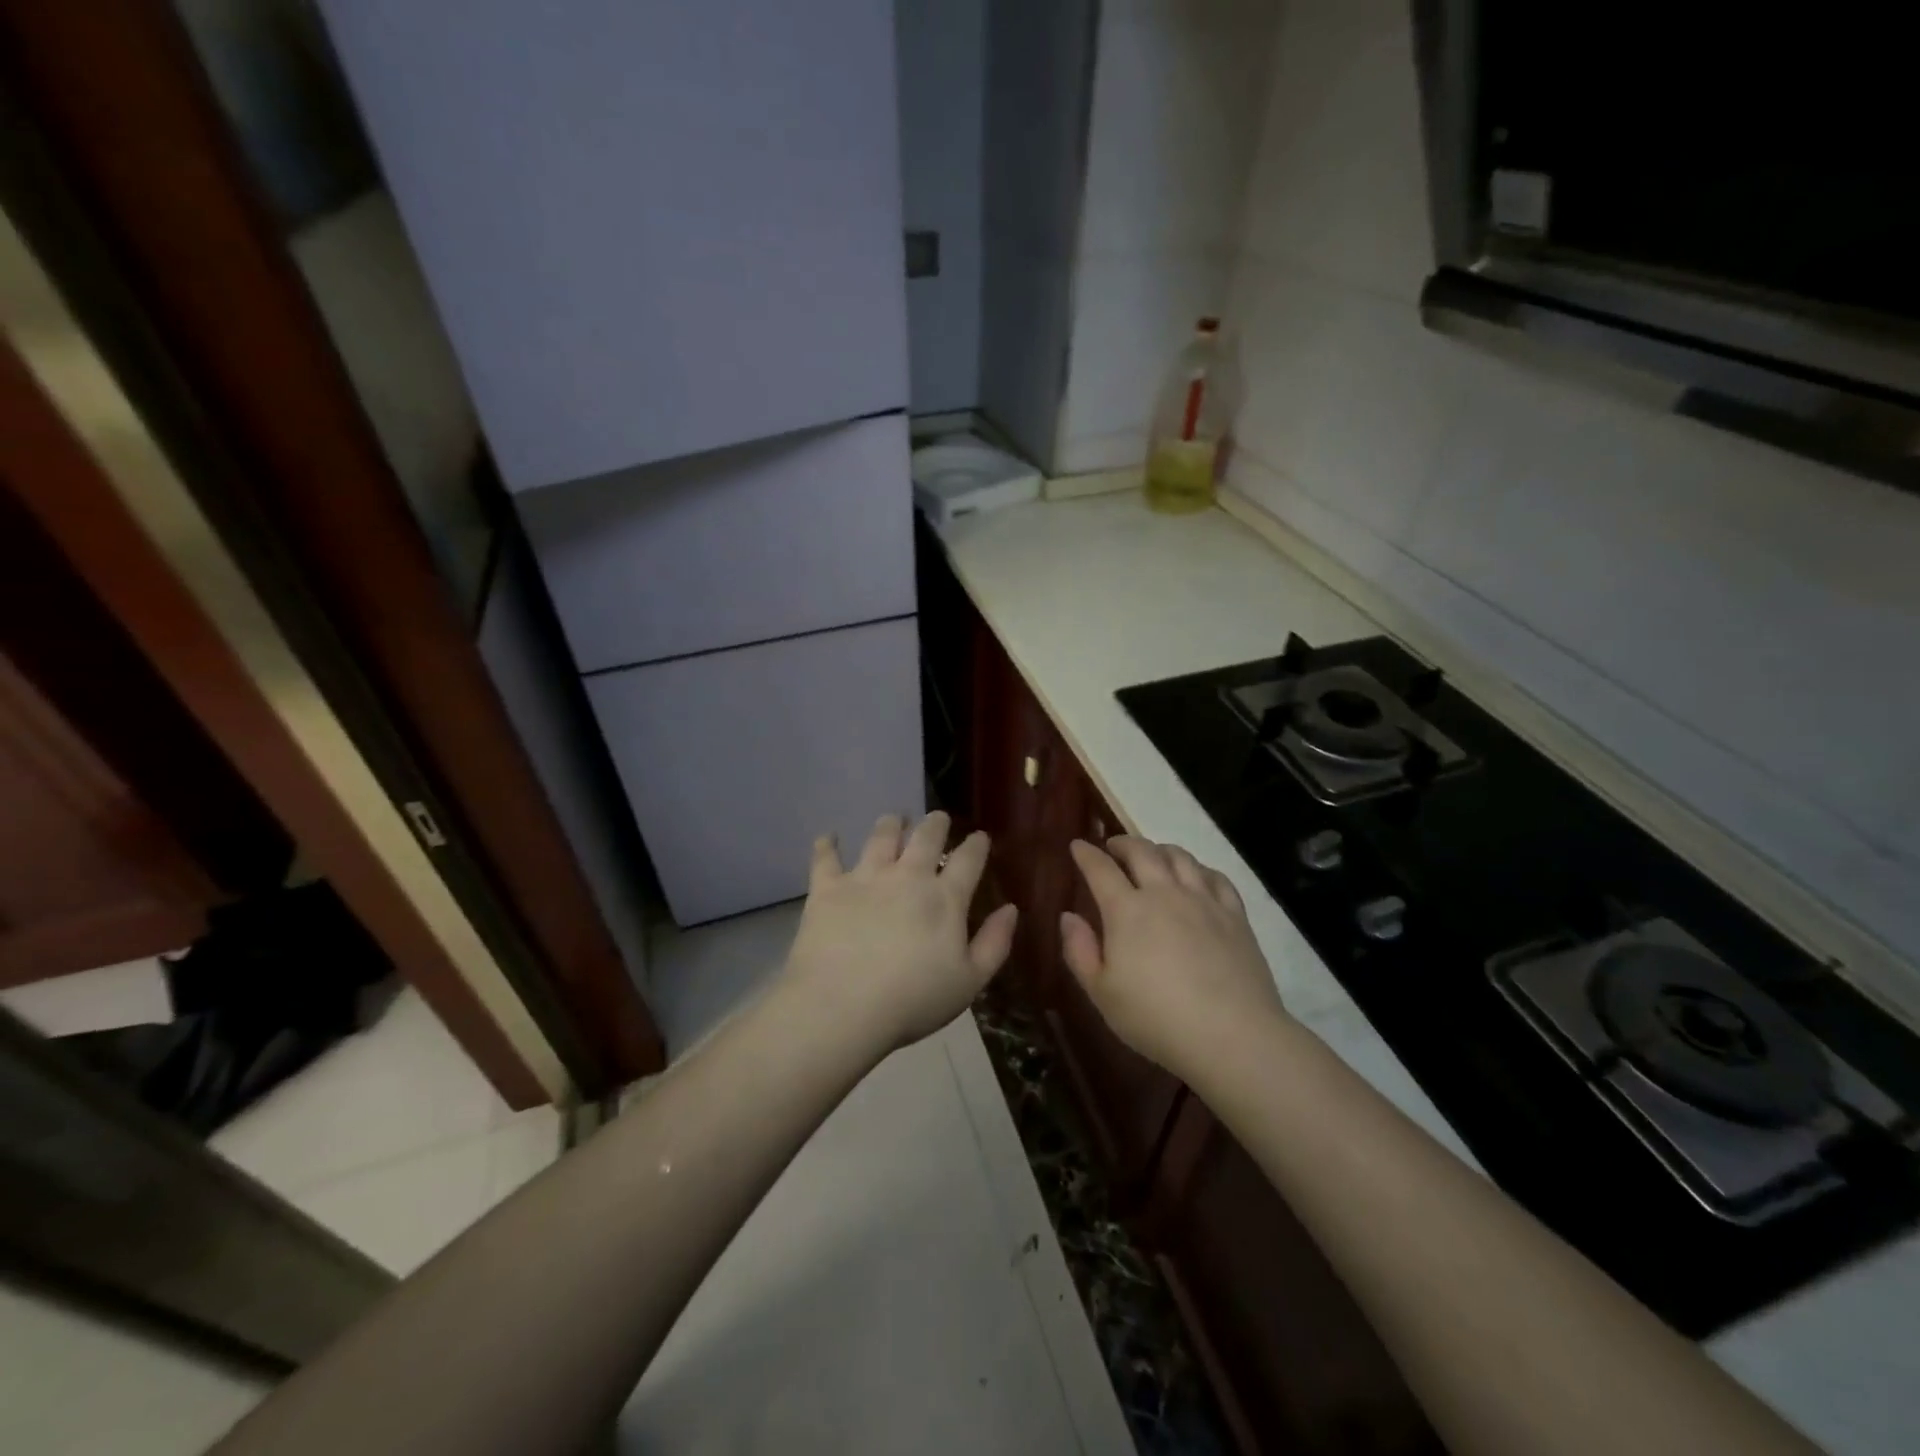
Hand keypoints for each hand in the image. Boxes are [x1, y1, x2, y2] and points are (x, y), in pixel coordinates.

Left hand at [781, 811, 1018, 1053]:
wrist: (842, 1007)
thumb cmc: (913, 1001)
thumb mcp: (969, 982)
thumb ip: (995, 943)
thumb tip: (1011, 908)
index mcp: (945, 898)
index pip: (968, 859)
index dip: (977, 844)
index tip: (979, 837)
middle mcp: (907, 876)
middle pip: (926, 837)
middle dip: (935, 824)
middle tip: (937, 818)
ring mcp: (865, 878)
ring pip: (881, 837)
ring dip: (891, 824)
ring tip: (894, 818)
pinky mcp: (827, 888)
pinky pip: (826, 858)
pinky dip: (827, 845)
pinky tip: (828, 837)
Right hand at [1061, 836, 1287, 1078]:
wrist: (1233, 1036)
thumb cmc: (1156, 1019)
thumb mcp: (1101, 993)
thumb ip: (1079, 951)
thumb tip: (1068, 916)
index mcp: (1126, 910)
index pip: (1100, 869)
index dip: (1086, 854)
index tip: (1078, 845)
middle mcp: (1164, 893)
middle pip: (1142, 851)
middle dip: (1122, 843)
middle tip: (1113, 847)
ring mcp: (1203, 900)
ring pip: (1180, 857)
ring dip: (1159, 849)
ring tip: (1152, 856)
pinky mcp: (1234, 915)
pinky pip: (1215, 877)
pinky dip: (1198, 869)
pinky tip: (1195, 877)